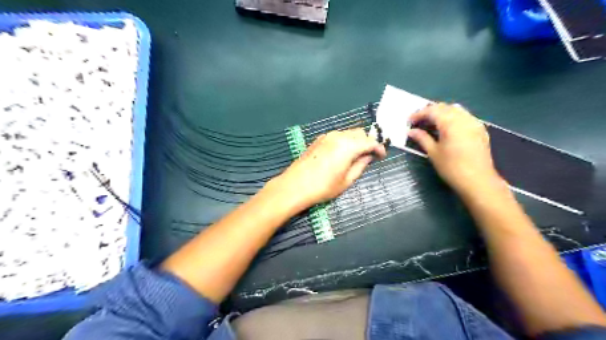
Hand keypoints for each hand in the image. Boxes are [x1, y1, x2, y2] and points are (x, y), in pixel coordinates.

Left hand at [268, 129, 385, 210]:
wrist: (295, 185)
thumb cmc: (323, 187)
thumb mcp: (347, 180)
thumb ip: (360, 165)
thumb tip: (368, 157)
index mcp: (348, 145)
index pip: (370, 141)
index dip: (379, 148)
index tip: (382, 156)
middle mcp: (338, 136)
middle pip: (359, 133)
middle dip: (367, 142)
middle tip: (369, 156)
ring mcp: (326, 136)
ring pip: (348, 133)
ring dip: (356, 141)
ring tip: (356, 156)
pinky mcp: (318, 140)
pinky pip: (337, 136)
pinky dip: (344, 141)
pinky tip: (341, 154)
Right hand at [410, 102, 503, 199]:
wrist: (478, 180)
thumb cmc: (452, 168)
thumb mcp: (433, 153)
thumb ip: (422, 138)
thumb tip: (411, 131)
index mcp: (450, 123)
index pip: (432, 111)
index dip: (419, 114)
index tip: (409, 121)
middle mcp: (463, 118)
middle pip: (444, 107)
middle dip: (430, 111)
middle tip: (419, 121)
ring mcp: (474, 123)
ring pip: (456, 110)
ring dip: (442, 113)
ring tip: (432, 123)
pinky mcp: (480, 129)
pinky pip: (465, 116)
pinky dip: (454, 117)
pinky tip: (448, 128)